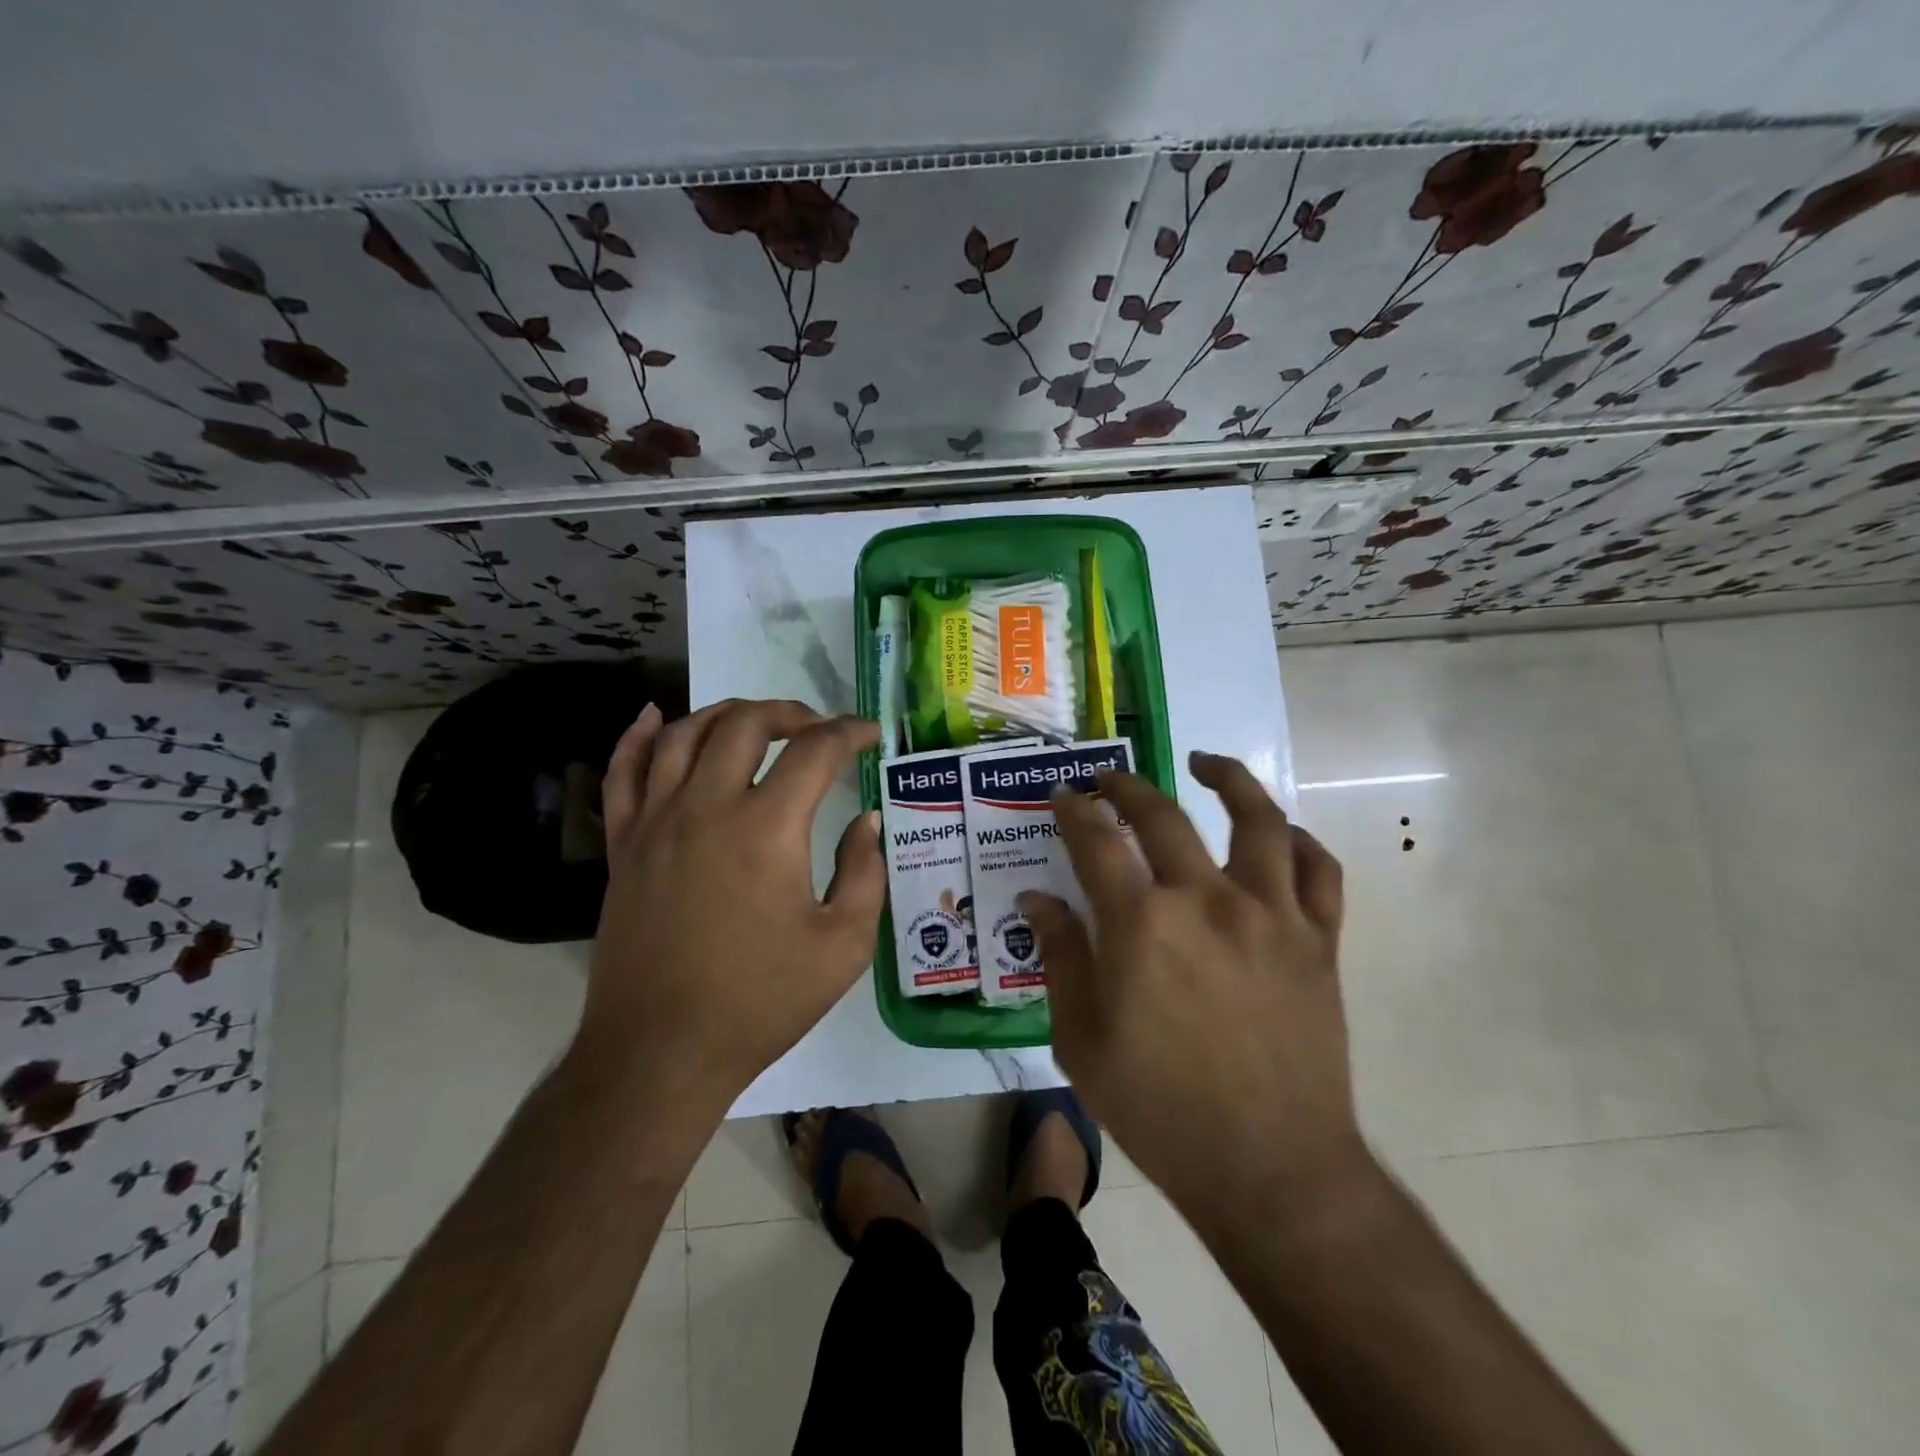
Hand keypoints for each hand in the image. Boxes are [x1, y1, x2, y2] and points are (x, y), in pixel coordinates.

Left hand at [575, 699, 884, 1110]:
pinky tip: (653, 717)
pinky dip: (637, 736)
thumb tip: (867, 821)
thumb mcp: (843, 945)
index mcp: (766, 828)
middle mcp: (706, 807)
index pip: (815, 751)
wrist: (661, 1052)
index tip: (869, 735)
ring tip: (756, 720)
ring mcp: (655, 821)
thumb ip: (864, 872)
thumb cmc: (761, 1001)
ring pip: (682, 734)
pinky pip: (623, 772)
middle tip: (818, 727)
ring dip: (726, 714)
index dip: (849, 733)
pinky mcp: (622, 844)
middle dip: (790, 712)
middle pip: (745, 724)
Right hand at [1020, 752, 1369, 1215]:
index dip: (1073, 811)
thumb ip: (1060, 956)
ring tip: (1205, 762)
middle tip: (1108, 778)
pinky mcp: (1319, 941)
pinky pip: (1317, 870)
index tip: (1063, 795)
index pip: (1096, 841)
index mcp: (1141, 924)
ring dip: (1228, 779)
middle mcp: (1207, 900)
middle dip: (1126, 786)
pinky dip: (1297, 840)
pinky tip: (1278, 831)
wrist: (1270, 1168)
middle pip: (1162, 815)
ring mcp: (1271, 915)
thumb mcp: (1081, 1039)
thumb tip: (1037, 899)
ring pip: (1257, 820)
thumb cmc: (1160, 1109)